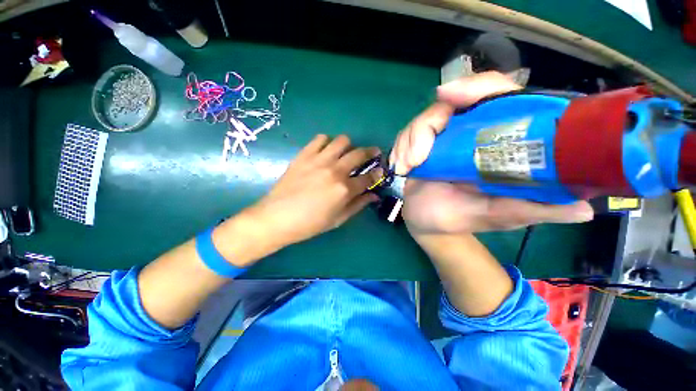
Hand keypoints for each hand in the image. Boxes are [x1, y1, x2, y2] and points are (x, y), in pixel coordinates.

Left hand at [247, 134, 381, 248]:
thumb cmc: (309, 224)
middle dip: (371, 152)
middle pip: (359, 154)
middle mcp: (335, 170)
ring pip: (342, 141)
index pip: (368, 177)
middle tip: (373, 154)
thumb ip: (358, 205)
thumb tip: (373, 196)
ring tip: (346, 153)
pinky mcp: (304, 155)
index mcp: (344, 189)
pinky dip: (327, 142)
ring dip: (349, 146)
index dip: (377, 173)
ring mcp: (319, 160)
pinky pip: (320, 139)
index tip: (380, 170)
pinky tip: (326, 151)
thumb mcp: (338, 219)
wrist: (276, 217)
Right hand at [390, 71, 593, 235]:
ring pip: (425, 118)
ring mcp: (442, 137)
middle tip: (418, 150)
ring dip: (411, 140)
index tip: (451, 95)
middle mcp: (470, 133)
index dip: (480, 88)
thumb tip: (584, 209)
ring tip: (408, 167)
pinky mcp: (420, 145)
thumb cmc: (460, 219)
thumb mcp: (497, 216)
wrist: (428, 223)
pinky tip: (401, 166)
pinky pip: (407, 133)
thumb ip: (532, 210)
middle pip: (454, 100)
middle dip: (430, 120)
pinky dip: (401, 147)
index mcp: (497, 143)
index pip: (499, 97)